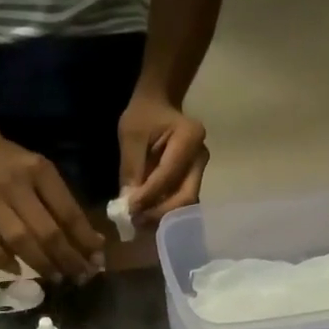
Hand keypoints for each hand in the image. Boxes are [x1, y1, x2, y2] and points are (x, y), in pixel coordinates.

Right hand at [0, 132, 106, 278]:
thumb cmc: (17, 168)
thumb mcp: (45, 176)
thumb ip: (66, 207)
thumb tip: (94, 245)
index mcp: (39, 171)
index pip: (68, 212)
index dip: (85, 241)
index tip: (97, 261)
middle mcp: (14, 185)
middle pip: (45, 231)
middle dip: (66, 259)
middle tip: (79, 277)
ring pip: (18, 240)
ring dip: (40, 264)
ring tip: (56, 278)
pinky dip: (3, 261)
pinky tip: (18, 272)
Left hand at [118, 90, 207, 222]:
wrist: (159, 106)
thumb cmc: (144, 115)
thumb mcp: (131, 134)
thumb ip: (131, 168)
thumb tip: (128, 204)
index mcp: (189, 137)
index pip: (169, 175)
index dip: (149, 196)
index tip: (128, 210)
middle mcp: (201, 157)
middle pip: (186, 196)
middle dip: (159, 213)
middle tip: (135, 222)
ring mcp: (200, 171)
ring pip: (185, 205)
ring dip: (162, 217)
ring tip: (138, 222)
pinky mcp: (193, 181)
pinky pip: (180, 203)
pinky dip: (163, 213)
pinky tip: (146, 216)